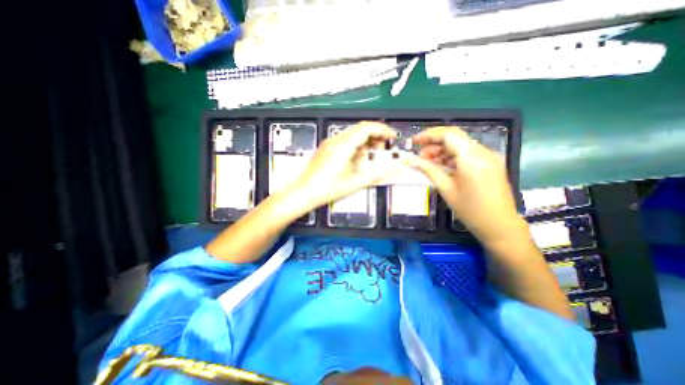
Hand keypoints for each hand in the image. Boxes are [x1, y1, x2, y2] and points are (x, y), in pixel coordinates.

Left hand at [287, 122, 396, 209]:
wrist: (303, 193)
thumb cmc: (326, 189)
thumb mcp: (355, 182)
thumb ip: (377, 175)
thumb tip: (393, 170)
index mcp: (343, 145)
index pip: (367, 128)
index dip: (382, 130)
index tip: (392, 137)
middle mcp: (335, 140)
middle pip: (360, 129)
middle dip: (375, 136)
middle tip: (383, 150)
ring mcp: (329, 143)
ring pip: (352, 135)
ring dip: (365, 141)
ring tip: (371, 156)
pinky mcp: (326, 149)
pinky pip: (345, 141)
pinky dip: (356, 146)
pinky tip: (357, 159)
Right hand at [412, 127, 524, 244]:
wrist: (500, 225)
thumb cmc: (470, 210)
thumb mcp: (446, 189)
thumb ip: (428, 170)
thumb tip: (411, 161)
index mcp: (472, 159)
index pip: (448, 135)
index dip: (428, 135)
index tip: (414, 142)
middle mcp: (483, 152)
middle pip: (454, 137)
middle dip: (434, 143)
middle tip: (419, 156)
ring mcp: (489, 156)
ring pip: (460, 144)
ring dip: (442, 150)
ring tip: (428, 162)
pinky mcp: (490, 162)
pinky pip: (467, 153)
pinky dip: (452, 156)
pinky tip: (442, 166)